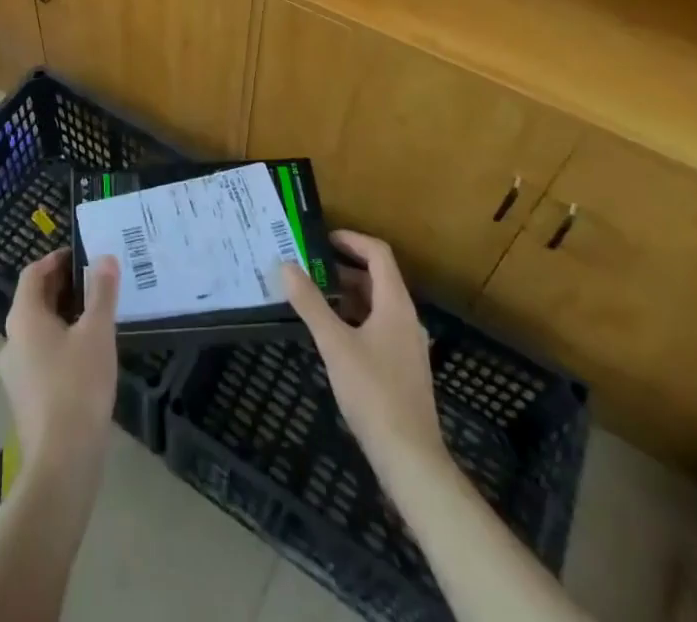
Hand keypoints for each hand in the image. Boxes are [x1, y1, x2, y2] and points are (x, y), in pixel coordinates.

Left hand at [0, 248, 119, 473]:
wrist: (62, 462)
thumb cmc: (78, 385)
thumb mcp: (97, 332)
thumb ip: (101, 292)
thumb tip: (104, 258)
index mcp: (23, 318)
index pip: (32, 274)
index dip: (56, 260)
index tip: (82, 255)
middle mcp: (11, 341)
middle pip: (34, 300)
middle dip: (63, 286)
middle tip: (95, 280)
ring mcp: (15, 372)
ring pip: (38, 329)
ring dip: (64, 315)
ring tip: (97, 314)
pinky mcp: (25, 397)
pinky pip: (41, 355)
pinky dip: (61, 342)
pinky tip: (88, 353)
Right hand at [282, 231, 443, 472]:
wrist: (410, 458)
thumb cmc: (373, 393)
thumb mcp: (335, 344)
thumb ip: (310, 304)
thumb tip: (286, 266)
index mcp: (396, 304)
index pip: (378, 253)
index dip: (351, 240)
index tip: (322, 239)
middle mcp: (406, 317)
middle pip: (377, 277)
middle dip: (343, 268)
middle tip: (309, 268)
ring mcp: (408, 344)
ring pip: (377, 304)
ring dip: (348, 294)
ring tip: (315, 298)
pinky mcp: (404, 368)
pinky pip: (379, 327)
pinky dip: (356, 318)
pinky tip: (333, 336)